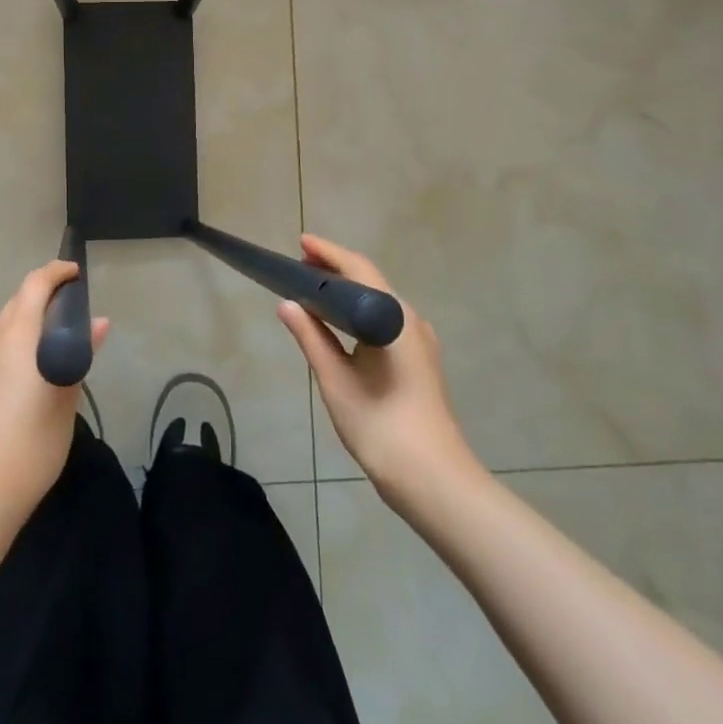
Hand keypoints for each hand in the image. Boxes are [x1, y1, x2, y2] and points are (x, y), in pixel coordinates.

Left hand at [0, 260, 108, 529]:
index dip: (56, 273)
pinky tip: (34, 375)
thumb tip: (98, 323)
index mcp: (16, 338)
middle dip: (44, 297)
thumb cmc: (31, 443)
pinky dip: (18, 345)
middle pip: (17, 303)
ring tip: (59, 344)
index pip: (34, 285)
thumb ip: (79, 353)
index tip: (78, 274)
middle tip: (75, 310)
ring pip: (6, 327)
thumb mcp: (66, 397)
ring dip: (30, 323)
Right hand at [277, 235, 483, 510]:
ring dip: (347, 291)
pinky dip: (359, 312)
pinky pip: (385, 321)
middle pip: (370, 281)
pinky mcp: (420, 361)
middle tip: (299, 265)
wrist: (435, 480)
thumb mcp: (336, 380)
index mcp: (393, 318)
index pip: (358, 269)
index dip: (328, 253)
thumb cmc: (380, 426)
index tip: (301, 243)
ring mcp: (420, 342)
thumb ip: (311, 338)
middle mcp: (411, 321)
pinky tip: (339, 325)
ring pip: (379, 302)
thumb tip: (287, 304)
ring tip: (312, 291)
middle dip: (335, 269)